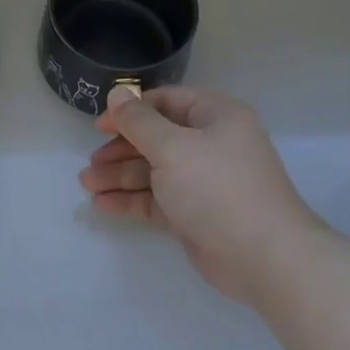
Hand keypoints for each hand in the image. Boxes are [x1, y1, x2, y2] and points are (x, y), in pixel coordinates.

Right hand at [80, 85, 320, 304]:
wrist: (262, 256)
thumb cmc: (217, 188)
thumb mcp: (172, 148)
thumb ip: (139, 121)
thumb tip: (117, 94)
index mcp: (216, 117)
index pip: (167, 102)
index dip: (131, 111)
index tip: (99, 126)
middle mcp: (211, 144)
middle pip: (157, 138)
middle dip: (121, 149)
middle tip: (91, 162)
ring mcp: (203, 181)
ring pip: (154, 170)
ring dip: (120, 175)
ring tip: (87, 184)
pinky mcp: (195, 213)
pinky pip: (157, 199)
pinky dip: (132, 199)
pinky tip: (102, 204)